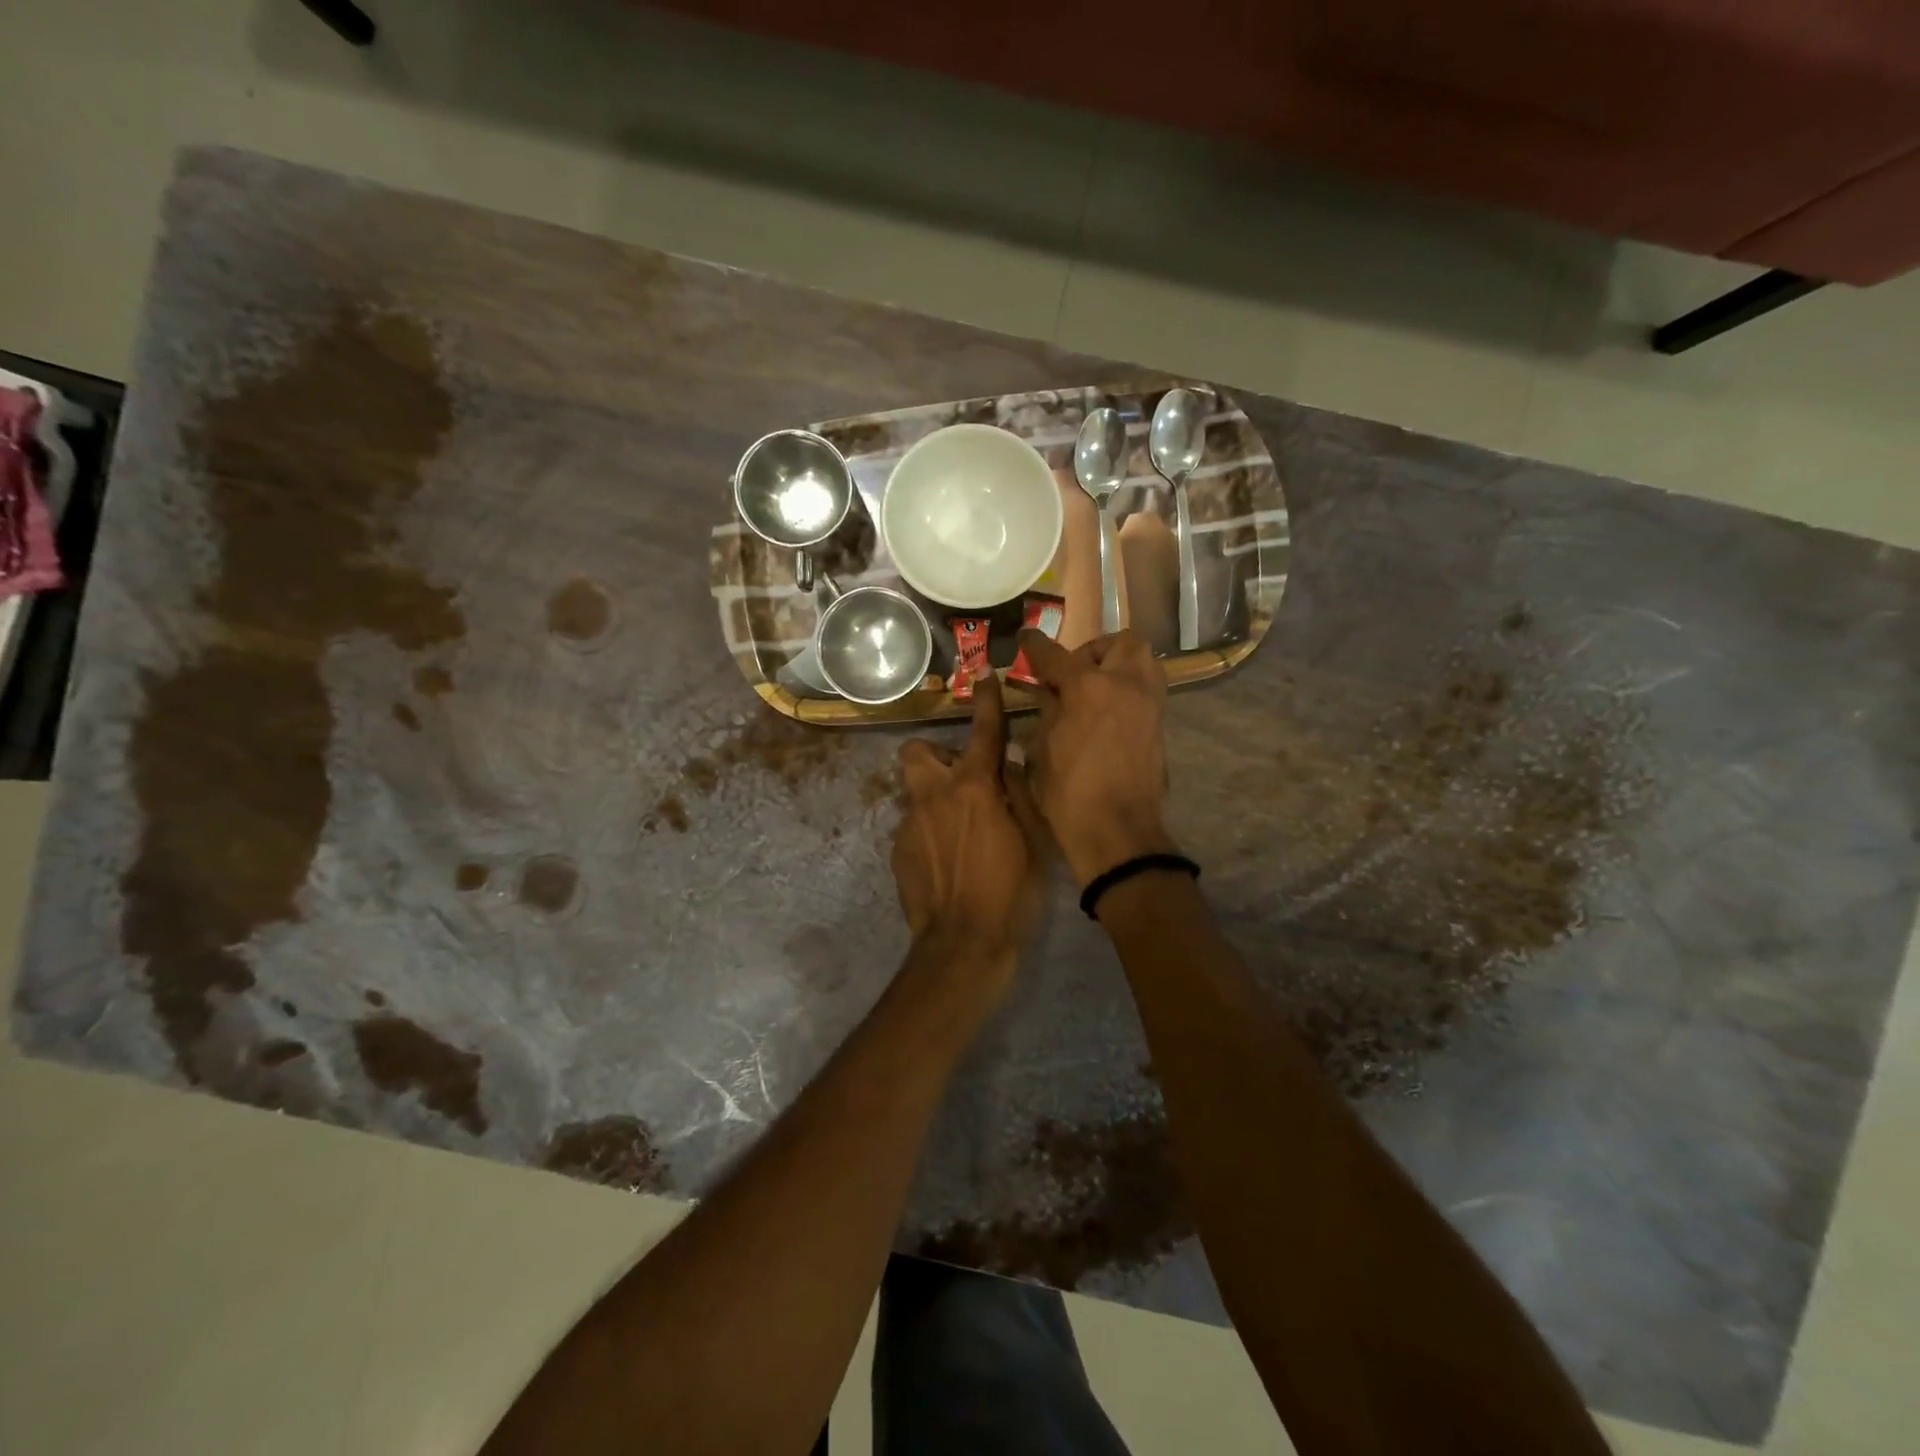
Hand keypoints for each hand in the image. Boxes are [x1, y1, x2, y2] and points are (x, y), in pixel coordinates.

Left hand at [891, 673, 1046, 995]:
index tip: (983, 677)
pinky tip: (948, 862)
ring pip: (916, 791)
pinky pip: (915, 825)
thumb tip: (1006, 765)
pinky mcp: (898, 851)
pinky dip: (931, 831)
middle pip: (917, 751)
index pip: (983, 732)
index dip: (986, 701)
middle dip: (938, 756)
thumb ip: (1019, 793)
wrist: (963, 946)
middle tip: (964, 781)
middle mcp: (935, 796)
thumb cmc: (1012, 891)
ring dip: (937, 797)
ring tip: (960, 829)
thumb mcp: (1034, 839)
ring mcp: (910, 824)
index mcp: (975, 788)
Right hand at [1016, 629, 1176, 886]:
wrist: (1117, 832)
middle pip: (1119, 642)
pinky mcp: (1160, 724)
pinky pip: (1148, 687)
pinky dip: (1129, 687)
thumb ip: (1048, 709)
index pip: (1056, 655)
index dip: (1036, 645)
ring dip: (1118, 663)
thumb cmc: (1068, 793)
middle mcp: (1125, 684)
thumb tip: (1049, 689)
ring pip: (1142, 660)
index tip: (1026, 638)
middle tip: (1073, 672)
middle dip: (1093, 650)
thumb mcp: (1042, 749)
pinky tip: (1108, 711)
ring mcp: (1149, 703)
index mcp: (1088, 688)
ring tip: (1096, 687)